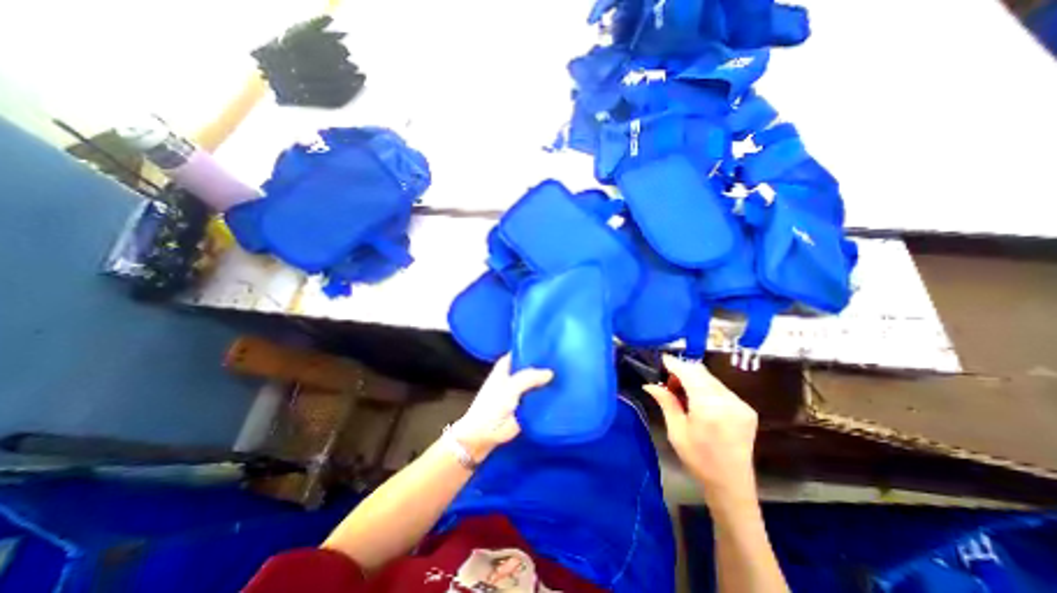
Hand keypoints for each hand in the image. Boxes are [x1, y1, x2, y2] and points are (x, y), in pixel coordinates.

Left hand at [453, 355, 556, 460]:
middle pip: (532, 366)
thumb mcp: (511, 387)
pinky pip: (540, 397)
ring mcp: (521, 391)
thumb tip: (550, 373)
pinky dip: (548, 395)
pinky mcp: (527, 405)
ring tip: (566, 375)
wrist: (484, 435)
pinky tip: (562, 392)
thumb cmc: (492, 406)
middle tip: (563, 361)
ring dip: (548, 381)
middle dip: (545, 365)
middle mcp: (514, 375)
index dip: (535, 349)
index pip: (522, 351)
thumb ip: (530, 377)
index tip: (553, 347)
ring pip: (537, 382)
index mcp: (506, 365)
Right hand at [643, 355, 760, 506]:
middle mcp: (728, 400)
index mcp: (709, 406)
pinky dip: (706, 387)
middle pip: (701, 372)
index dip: (674, 363)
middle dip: (683, 370)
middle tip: (668, 382)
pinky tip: (698, 400)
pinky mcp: (746, 409)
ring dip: (694, 378)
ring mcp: (740, 403)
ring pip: (711, 378)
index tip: (661, 359)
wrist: (731, 484)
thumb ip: (666, 402)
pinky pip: (721, 388)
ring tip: (682, 392)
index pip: (689, 372)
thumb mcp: (676, 431)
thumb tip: (649, 384)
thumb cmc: (698, 459)